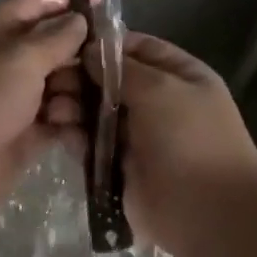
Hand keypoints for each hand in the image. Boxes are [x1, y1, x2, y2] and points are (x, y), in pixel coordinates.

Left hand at [0, 0, 87, 209]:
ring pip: (63, 83)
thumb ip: (56, 37)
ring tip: (86, 102)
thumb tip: (79, 19)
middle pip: (56, 45)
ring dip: (78, 91)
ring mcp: (17, 97)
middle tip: (116, 60)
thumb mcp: (21, 57)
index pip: (37, 2)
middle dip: (84, 52)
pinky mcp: (28, 132)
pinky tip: (86, 125)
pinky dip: (73, 121)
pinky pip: (61, 118)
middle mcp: (7, 59)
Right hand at [52, 32, 256, 252]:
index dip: (105, 46)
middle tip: (50, 80)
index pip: (138, 49)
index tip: (68, 45)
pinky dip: (75, 138)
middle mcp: (159, 103)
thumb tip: (89, 52)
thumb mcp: (160, 89)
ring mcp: (139, 137)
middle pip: (111, 82)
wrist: (207, 211)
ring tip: (52, 109)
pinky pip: (93, 146)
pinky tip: (59, 132)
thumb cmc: (191, 138)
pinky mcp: (120, 168)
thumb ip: (122, 69)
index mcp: (180, 77)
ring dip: (74, 108)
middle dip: (81, 78)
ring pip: (97, 114)